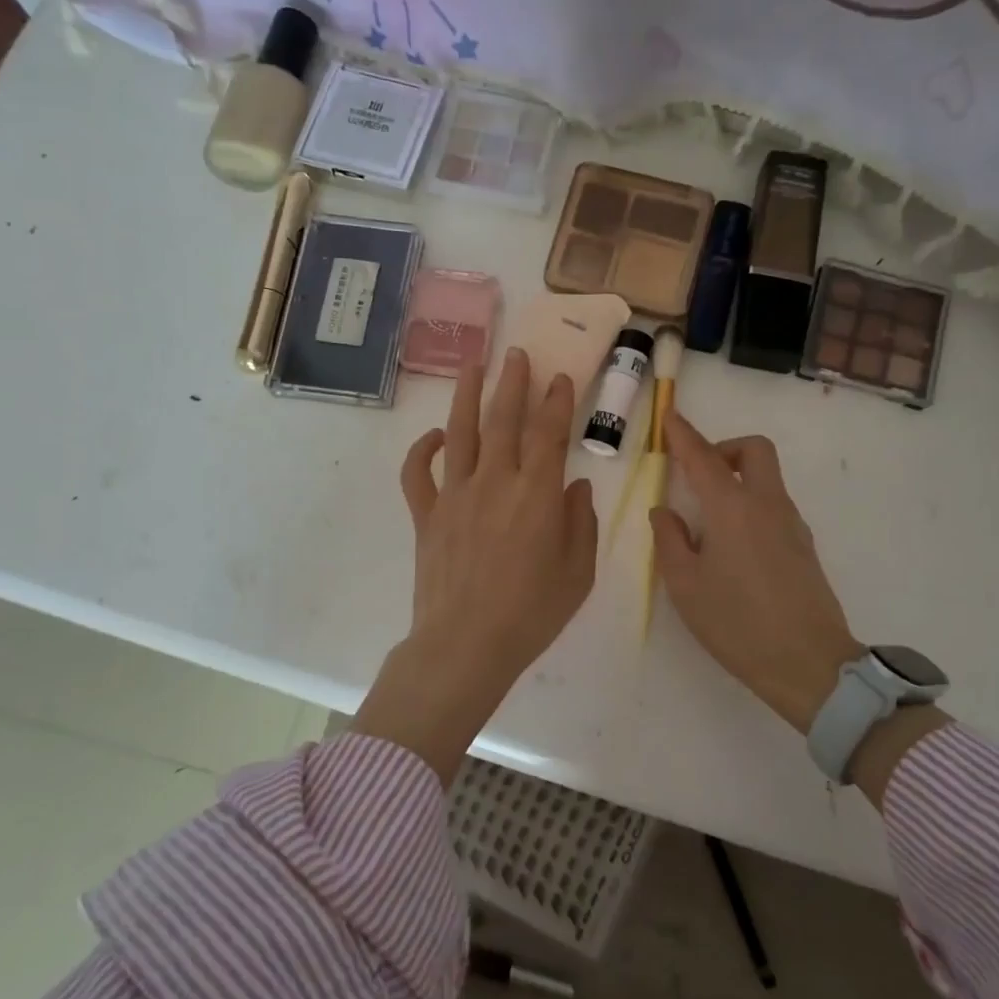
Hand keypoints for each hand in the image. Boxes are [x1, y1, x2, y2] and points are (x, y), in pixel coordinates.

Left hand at [352, 350, 597, 782]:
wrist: (466, 644)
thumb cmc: (531, 613)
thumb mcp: (577, 573)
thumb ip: (580, 522)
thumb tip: (575, 485)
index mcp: (536, 494)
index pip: (548, 433)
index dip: (556, 401)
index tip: (560, 378)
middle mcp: (494, 482)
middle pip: (503, 420)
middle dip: (513, 382)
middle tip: (517, 354)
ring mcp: (455, 495)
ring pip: (460, 433)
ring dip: (467, 395)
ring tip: (473, 365)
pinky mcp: (426, 515)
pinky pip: (418, 473)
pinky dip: (422, 450)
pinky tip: (433, 435)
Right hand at [649, 412, 860, 734]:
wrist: (809, 664)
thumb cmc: (737, 624)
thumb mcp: (685, 585)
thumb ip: (670, 540)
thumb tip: (664, 512)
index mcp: (732, 509)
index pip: (703, 457)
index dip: (683, 434)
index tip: (669, 416)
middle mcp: (766, 504)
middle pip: (753, 451)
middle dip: (724, 449)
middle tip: (697, 474)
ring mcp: (792, 523)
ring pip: (767, 477)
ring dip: (738, 478)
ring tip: (708, 521)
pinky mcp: (804, 545)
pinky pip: (774, 505)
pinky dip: (751, 504)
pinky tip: (733, 545)